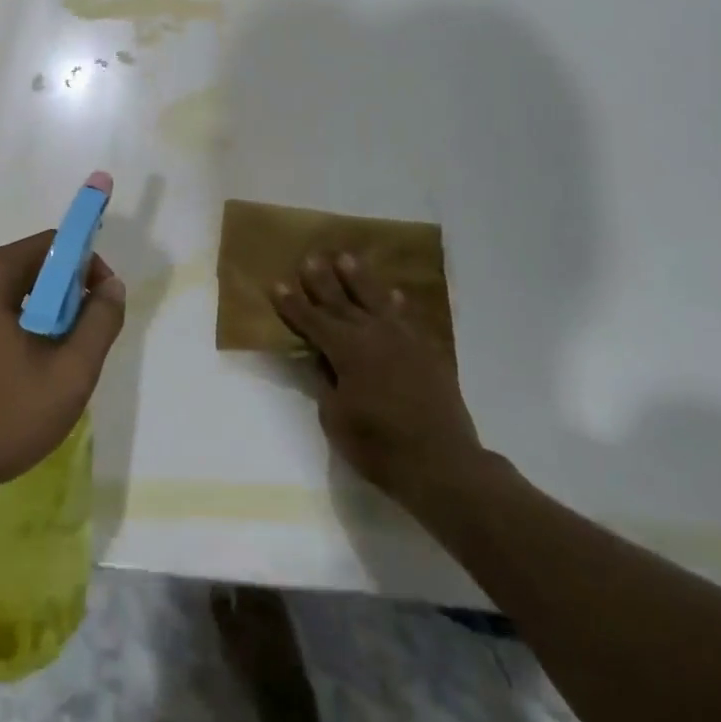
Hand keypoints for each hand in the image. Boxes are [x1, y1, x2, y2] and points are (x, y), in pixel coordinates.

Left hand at [0, 231, 124, 506]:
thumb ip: (99, 323)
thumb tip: (112, 286)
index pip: (51, 245)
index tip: (100, 307)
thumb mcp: (69, 374)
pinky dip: (4, 334)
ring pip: (2, 298)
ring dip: (33, 320)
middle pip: (26, 269)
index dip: (85, 267)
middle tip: (77, 345)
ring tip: (46, 368)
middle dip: (60, 299)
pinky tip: (10, 380)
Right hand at [273, 253, 489, 515]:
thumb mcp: (336, 419)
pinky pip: (407, 318)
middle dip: (322, 280)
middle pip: (340, 302)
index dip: (292, 304)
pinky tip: (394, 293)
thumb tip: (323, 359)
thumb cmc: (380, 447)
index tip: (277, 283)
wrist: (443, 464)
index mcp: (346, 350)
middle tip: (309, 258)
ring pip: (375, 299)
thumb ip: (326, 383)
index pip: (311, 321)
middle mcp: (372, 334)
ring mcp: (402, 339)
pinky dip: (398, 304)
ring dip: (358, 278)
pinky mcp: (426, 351)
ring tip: (346, 257)